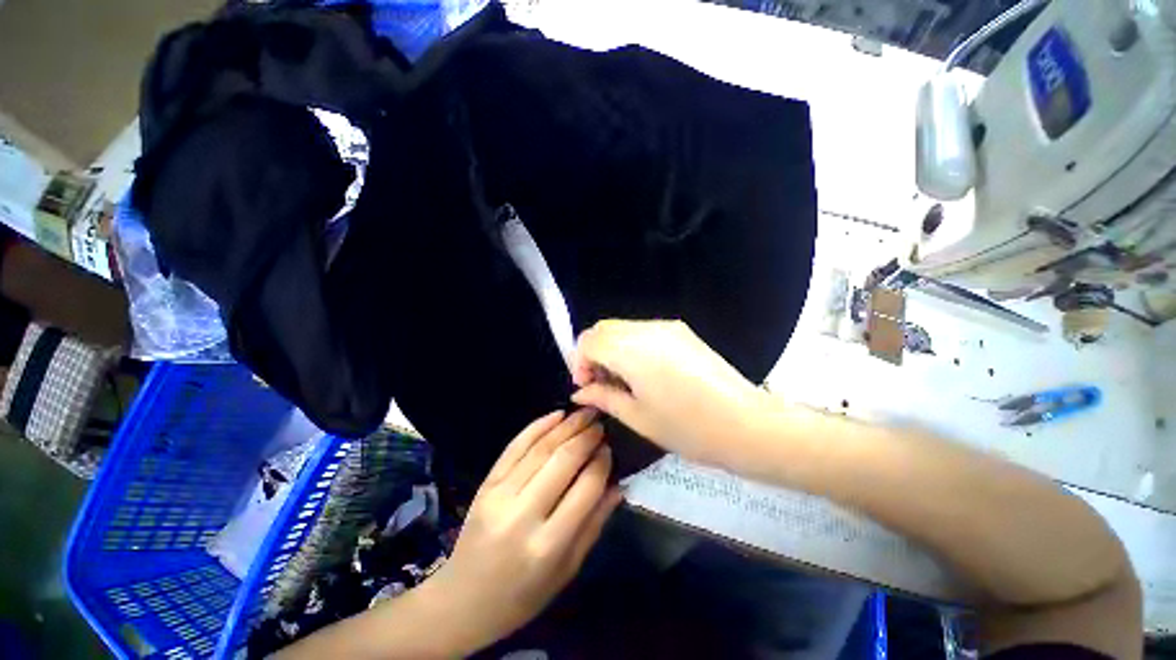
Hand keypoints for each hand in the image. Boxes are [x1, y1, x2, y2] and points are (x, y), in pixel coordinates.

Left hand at [425, 409, 621, 653]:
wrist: (461, 601)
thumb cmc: (521, 596)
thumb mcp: (566, 571)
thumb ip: (594, 525)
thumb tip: (617, 486)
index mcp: (548, 545)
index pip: (585, 489)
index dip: (601, 463)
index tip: (610, 448)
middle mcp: (522, 514)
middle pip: (562, 461)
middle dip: (586, 436)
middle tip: (601, 422)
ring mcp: (499, 495)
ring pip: (540, 448)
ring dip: (566, 426)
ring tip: (585, 413)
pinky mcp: (486, 484)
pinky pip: (514, 447)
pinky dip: (537, 427)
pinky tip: (556, 415)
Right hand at [570, 319, 766, 468]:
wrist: (747, 424)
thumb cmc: (688, 428)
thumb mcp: (638, 417)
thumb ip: (603, 397)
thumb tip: (580, 392)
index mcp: (632, 351)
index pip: (588, 340)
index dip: (579, 362)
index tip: (587, 387)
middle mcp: (647, 330)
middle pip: (603, 329)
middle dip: (593, 353)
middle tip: (601, 384)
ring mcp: (667, 327)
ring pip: (622, 328)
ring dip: (612, 349)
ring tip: (623, 381)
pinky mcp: (681, 331)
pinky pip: (642, 331)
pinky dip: (631, 346)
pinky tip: (644, 373)